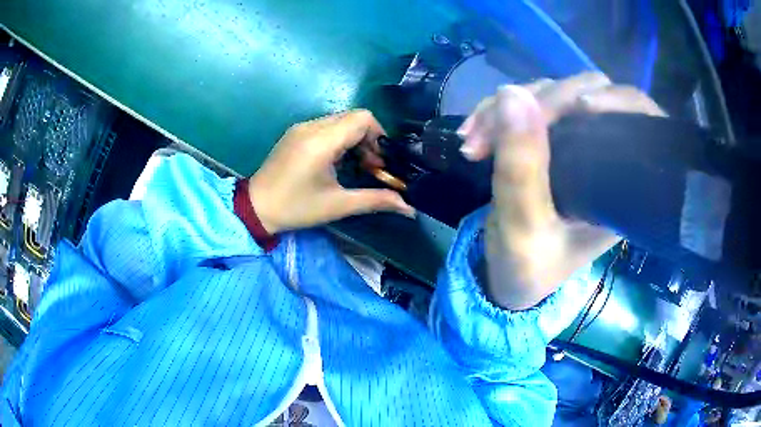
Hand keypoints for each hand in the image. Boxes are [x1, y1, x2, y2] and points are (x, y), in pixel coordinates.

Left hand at [248, 110, 414, 233]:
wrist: (255, 208)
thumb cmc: (296, 208)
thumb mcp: (338, 205)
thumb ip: (375, 200)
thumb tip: (409, 207)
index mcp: (322, 140)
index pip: (362, 118)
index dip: (378, 136)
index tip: (379, 162)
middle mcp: (312, 126)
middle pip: (353, 117)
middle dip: (369, 139)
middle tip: (370, 167)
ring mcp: (301, 127)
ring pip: (340, 121)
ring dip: (354, 139)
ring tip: (354, 166)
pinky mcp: (295, 132)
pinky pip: (326, 126)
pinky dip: (339, 139)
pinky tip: (336, 161)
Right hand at [459, 73, 665, 309]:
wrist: (509, 273)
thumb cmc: (527, 266)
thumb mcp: (523, 228)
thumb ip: (521, 167)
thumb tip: (511, 93)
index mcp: (620, 185)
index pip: (636, 119)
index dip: (615, 100)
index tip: (581, 107)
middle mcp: (605, 155)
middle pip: (588, 93)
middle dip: (541, 102)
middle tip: (493, 133)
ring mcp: (576, 139)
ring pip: (552, 91)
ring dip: (508, 107)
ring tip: (472, 142)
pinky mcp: (550, 134)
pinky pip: (527, 103)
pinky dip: (497, 112)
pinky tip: (473, 134)